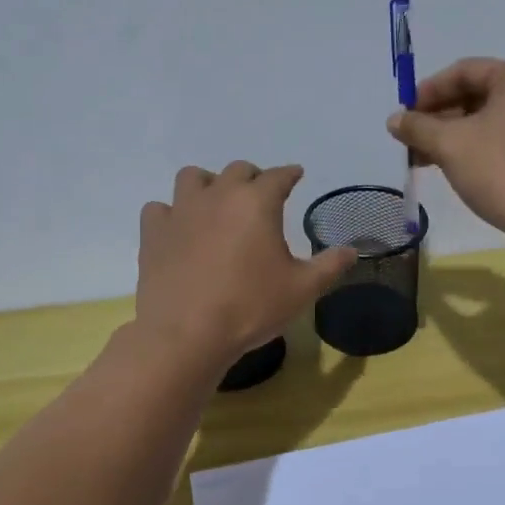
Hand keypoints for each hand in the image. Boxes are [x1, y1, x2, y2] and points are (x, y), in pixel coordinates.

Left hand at [135, 162, 355, 366]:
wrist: (186, 333)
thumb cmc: (250, 307)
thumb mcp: (302, 290)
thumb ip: (329, 266)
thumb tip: (351, 251)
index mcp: (257, 202)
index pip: (278, 176)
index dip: (289, 174)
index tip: (295, 176)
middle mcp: (218, 195)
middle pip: (237, 170)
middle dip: (252, 178)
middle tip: (259, 196)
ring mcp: (181, 211)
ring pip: (193, 178)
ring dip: (209, 185)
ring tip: (216, 205)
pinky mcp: (153, 232)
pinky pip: (160, 208)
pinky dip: (171, 214)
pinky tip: (179, 230)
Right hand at [387, 59, 504, 238]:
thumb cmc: (501, 170)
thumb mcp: (450, 145)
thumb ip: (418, 127)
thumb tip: (394, 119)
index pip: (463, 71)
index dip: (427, 91)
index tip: (403, 116)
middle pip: (476, 94)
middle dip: (438, 117)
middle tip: (410, 140)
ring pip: (487, 120)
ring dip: (451, 136)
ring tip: (422, 158)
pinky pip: (501, 139)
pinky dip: (473, 148)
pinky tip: (450, 167)